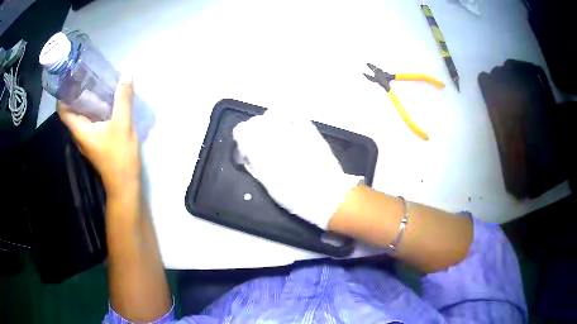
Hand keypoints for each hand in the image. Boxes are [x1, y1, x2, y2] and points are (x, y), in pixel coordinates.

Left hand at [58, 77, 139, 197]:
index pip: (63, 110)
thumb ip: (123, 99)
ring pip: (81, 116)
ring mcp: (87, 139)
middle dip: (76, 93)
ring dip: (85, 101)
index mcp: (80, 129)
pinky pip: (90, 121)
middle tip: (86, 75)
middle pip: (71, 111)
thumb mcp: (123, 125)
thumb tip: (127, 74)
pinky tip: (105, 102)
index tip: (70, 77)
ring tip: (96, 84)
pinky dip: (93, 110)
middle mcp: (80, 134)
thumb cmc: (119, 157)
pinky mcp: (96, 142)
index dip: (63, 93)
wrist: (125, 185)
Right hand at [233, 110, 360, 228]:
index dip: (241, 136)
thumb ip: (256, 166)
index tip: (245, 143)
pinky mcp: (310, 131)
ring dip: (269, 120)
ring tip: (274, 129)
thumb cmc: (296, 197)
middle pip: (255, 121)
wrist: (328, 196)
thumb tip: (248, 153)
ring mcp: (294, 133)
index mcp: (262, 155)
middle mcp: (274, 140)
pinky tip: (287, 120)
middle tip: (259, 138)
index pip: (242, 131)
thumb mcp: (269, 186)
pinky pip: (294, 113)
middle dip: (253, 129)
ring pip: (272, 114)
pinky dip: (287, 114)